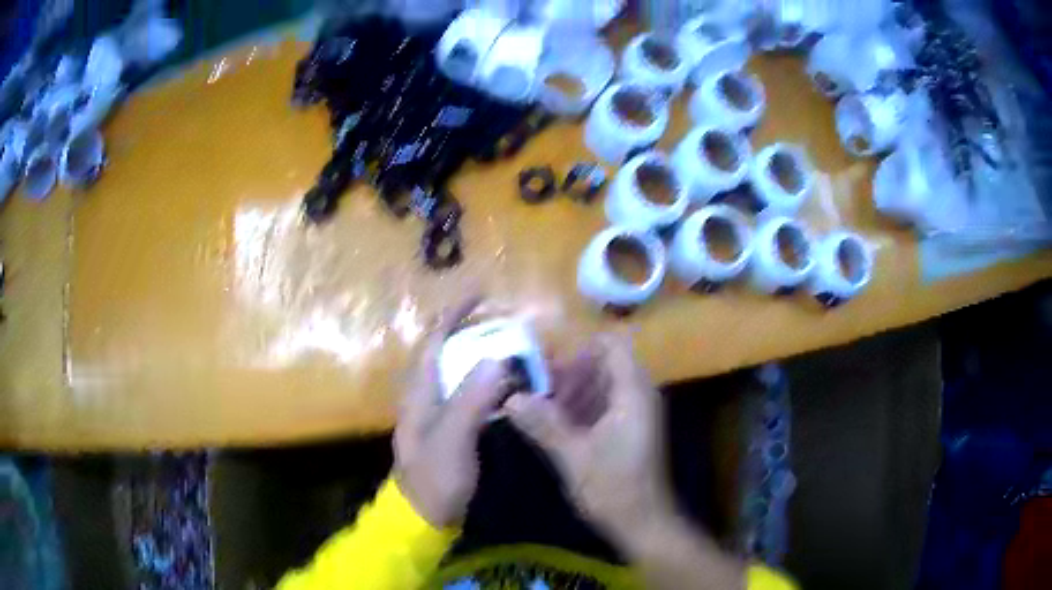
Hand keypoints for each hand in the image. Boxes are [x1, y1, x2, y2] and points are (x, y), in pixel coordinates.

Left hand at [395, 299, 506, 528]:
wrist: (425, 520)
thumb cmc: (434, 479)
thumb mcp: (451, 440)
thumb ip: (470, 399)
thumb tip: (496, 357)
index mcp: (420, 392)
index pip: (435, 339)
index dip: (455, 313)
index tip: (481, 293)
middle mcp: (428, 396)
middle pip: (450, 353)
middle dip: (477, 333)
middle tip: (512, 327)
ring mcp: (441, 415)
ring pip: (464, 375)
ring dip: (488, 359)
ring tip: (520, 351)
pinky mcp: (454, 432)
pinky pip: (475, 397)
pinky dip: (493, 386)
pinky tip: (515, 389)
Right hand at [505, 333, 673, 541]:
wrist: (642, 521)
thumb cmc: (612, 487)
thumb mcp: (572, 455)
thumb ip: (543, 423)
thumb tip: (510, 397)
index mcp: (632, 393)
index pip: (613, 345)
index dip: (580, 347)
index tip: (549, 363)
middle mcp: (638, 395)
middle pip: (604, 364)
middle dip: (569, 372)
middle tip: (537, 389)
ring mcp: (635, 412)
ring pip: (602, 384)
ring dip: (572, 391)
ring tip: (540, 407)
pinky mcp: (629, 429)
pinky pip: (603, 403)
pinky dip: (580, 407)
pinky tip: (555, 424)